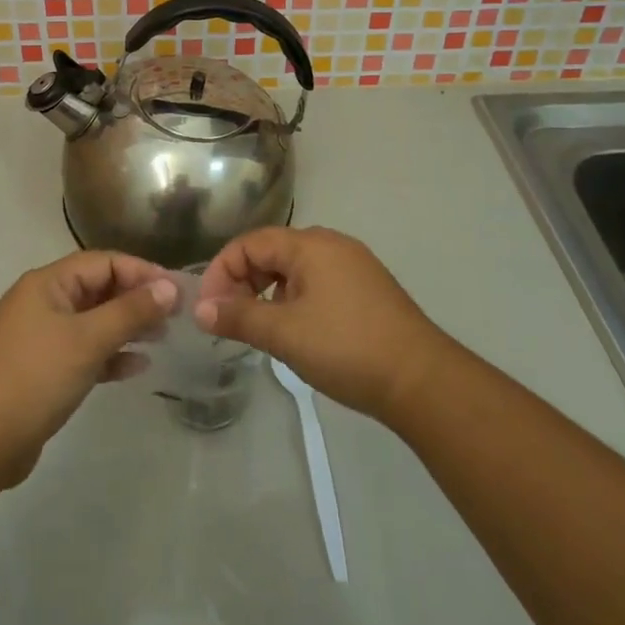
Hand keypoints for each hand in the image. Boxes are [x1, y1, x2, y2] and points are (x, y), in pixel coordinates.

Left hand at [0, 250, 176, 487]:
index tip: (175, 289)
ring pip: (93, 322)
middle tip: (174, 316)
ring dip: (126, 327)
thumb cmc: (35, 376)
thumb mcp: (87, 340)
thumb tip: (170, 287)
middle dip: (136, 299)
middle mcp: (43, 303)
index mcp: (48, 283)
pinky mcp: (43, 371)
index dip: (140, 271)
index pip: (102, 262)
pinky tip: (136, 367)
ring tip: (161, 338)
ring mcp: (41, 338)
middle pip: (98, 289)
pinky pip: (84, 352)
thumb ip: (130, 312)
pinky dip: (109, 355)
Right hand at [196, 226, 453, 421]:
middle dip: (243, 281)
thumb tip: (201, 309)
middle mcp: (331, 244)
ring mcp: (353, 266)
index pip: (250, 243)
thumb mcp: (285, 334)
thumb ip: (239, 317)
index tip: (207, 308)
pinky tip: (294, 331)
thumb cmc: (347, 348)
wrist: (422, 381)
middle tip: (227, 319)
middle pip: (271, 252)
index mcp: (310, 244)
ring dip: (267, 292)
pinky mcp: (367, 290)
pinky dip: (293, 299)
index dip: (221, 271)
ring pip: (294, 269)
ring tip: (258, 328)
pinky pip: (317, 283)